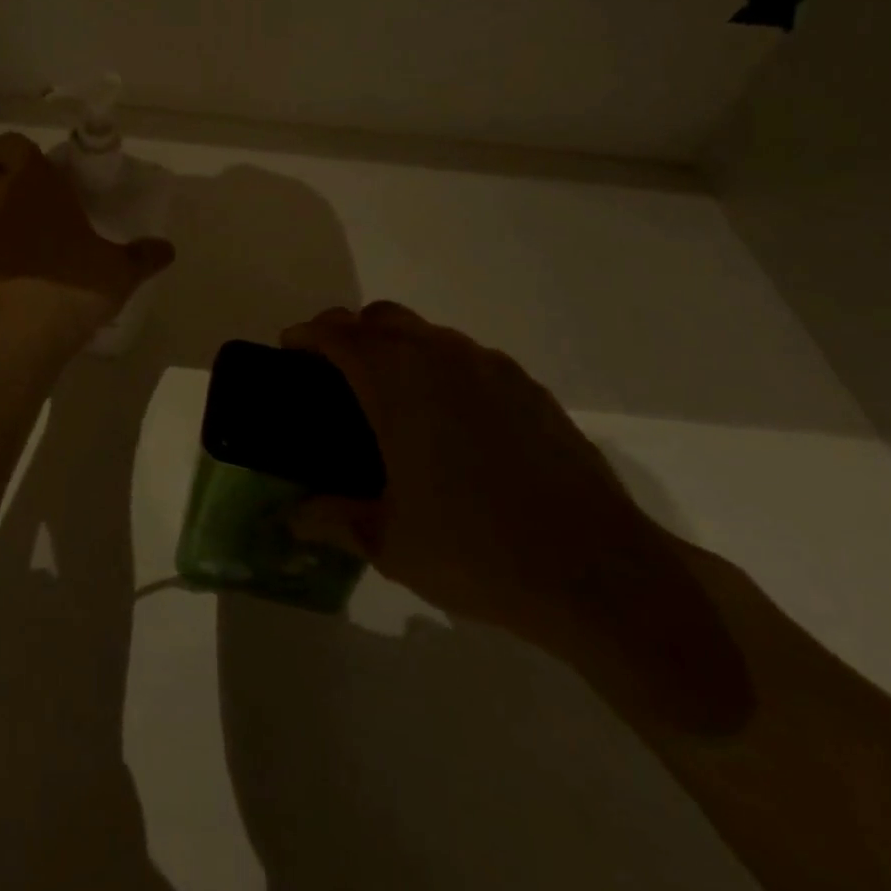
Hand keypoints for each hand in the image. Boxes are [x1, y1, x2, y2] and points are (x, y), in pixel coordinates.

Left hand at [0, 132, 175, 345]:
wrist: (14, 338)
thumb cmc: (71, 288)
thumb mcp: (119, 273)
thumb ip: (143, 256)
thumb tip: (167, 249)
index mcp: (33, 182)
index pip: (13, 142)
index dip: (24, 155)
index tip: (41, 176)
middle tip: (26, 206)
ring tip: (10, 245)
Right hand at [285, 302, 749, 732]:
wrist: (600, 573)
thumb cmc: (477, 551)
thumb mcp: (388, 542)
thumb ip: (331, 519)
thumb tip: (290, 518)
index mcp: (396, 381)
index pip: (336, 333)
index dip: (306, 335)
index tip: (289, 351)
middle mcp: (441, 357)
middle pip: (381, 317)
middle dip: (349, 334)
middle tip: (335, 375)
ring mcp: (491, 367)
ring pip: (428, 334)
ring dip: (398, 349)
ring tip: (393, 401)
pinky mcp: (529, 387)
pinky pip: (469, 359)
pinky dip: (443, 370)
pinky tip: (452, 424)